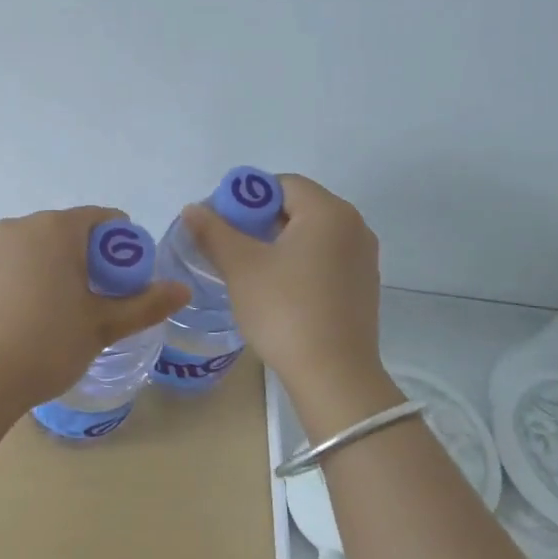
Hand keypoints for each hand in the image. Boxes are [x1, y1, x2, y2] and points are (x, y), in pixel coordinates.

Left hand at [0, 207, 190, 410]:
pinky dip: (18, 283)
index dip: (122, 247)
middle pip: (65, 233)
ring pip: (31, 251)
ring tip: (53, 316)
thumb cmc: (46, 345)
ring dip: (49, 270)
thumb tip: (183, 290)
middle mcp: (18, 227)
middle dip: (85, 260)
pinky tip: (17, 322)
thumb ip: (144, 305)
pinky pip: (3, 268)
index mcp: (56, 229)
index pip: (102, 219)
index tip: (123, 282)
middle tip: (93, 303)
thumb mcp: (101, 327)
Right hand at [180, 175, 383, 401]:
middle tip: (228, 245)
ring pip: (311, 234)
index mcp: (329, 212)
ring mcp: (363, 258)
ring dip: (278, 242)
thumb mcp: (240, 266)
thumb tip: (194, 208)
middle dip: (259, 220)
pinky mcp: (363, 286)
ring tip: (248, 268)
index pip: (282, 184)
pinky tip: (277, 289)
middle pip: (298, 207)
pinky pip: (325, 258)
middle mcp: (354, 226)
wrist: (333, 374)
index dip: (246, 197)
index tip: (221, 222)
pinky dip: (298, 262)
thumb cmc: (284, 310)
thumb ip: (214, 231)